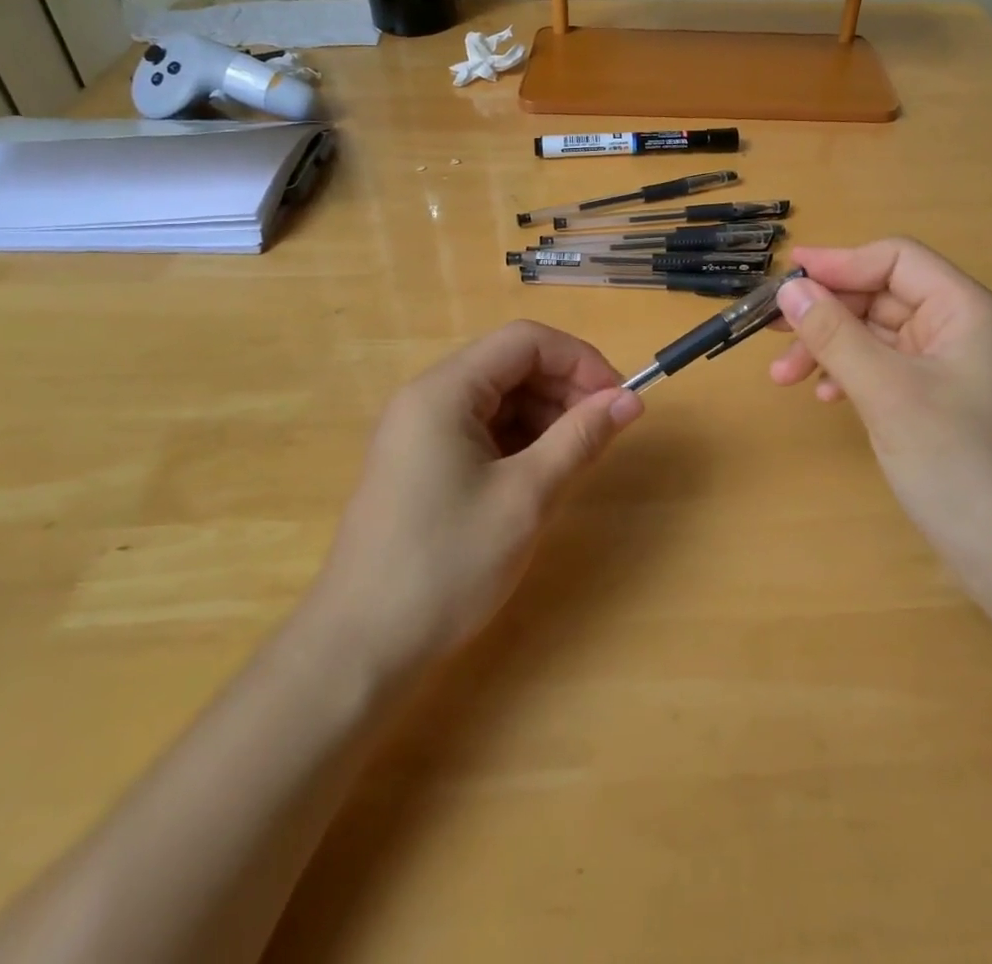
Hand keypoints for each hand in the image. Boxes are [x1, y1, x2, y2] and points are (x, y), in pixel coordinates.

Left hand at [305, 321, 642, 669]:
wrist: (360, 649)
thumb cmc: (447, 565)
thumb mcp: (526, 497)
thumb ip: (581, 438)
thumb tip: (630, 400)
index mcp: (444, 391)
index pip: (525, 341)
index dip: (579, 360)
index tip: (618, 400)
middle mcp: (427, 398)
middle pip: (511, 365)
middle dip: (565, 389)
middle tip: (604, 432)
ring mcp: (420, 432)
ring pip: (499, 399)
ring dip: (545, 416)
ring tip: (577, 457)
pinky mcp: (421, 464)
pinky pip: (481, 430)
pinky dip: (520, 441)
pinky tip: (542, 474)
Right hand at [770, 240, 991, 594]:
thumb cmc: (959, 464)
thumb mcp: (888, 392)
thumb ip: (836, 334)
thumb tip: (790, 288)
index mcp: (966, 310)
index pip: (896, 260)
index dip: (840, 263)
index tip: (786, 278)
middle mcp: (962, 330)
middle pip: (883, 296)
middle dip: (827, 314)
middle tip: (770, 331)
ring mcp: (952, 368)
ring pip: (879, 335)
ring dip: (831, 348)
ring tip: (785, 379)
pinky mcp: (940, 403)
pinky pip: (886, 369)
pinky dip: (851, 374)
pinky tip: (827, 397)